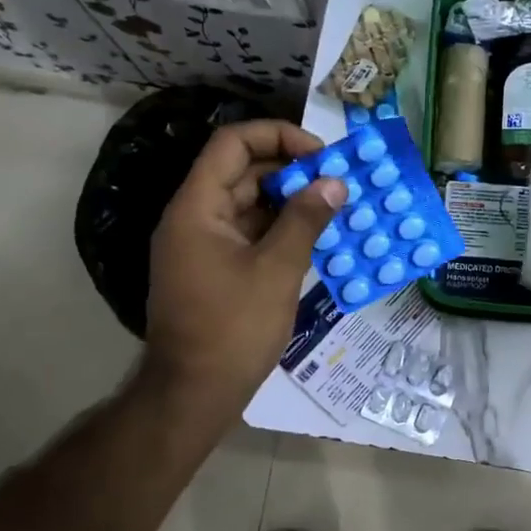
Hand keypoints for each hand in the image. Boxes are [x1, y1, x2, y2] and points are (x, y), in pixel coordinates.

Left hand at [141, 120, 345, 424]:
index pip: (232, 144)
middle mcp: (195, 217)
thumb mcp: (276, 270)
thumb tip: (335, 182)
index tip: (321, 155)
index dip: (277, 136)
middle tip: (337, 182)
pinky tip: (316, 237)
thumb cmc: (233, 329)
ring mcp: (203, 244)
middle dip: (292, 170)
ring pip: (249, 203)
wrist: (193, 394)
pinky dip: (280, 229)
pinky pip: (249, 232)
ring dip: (290, 200)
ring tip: (335, 207)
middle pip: (242, 171)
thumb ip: (306, 220)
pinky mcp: (215, 268)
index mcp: (197, 207)